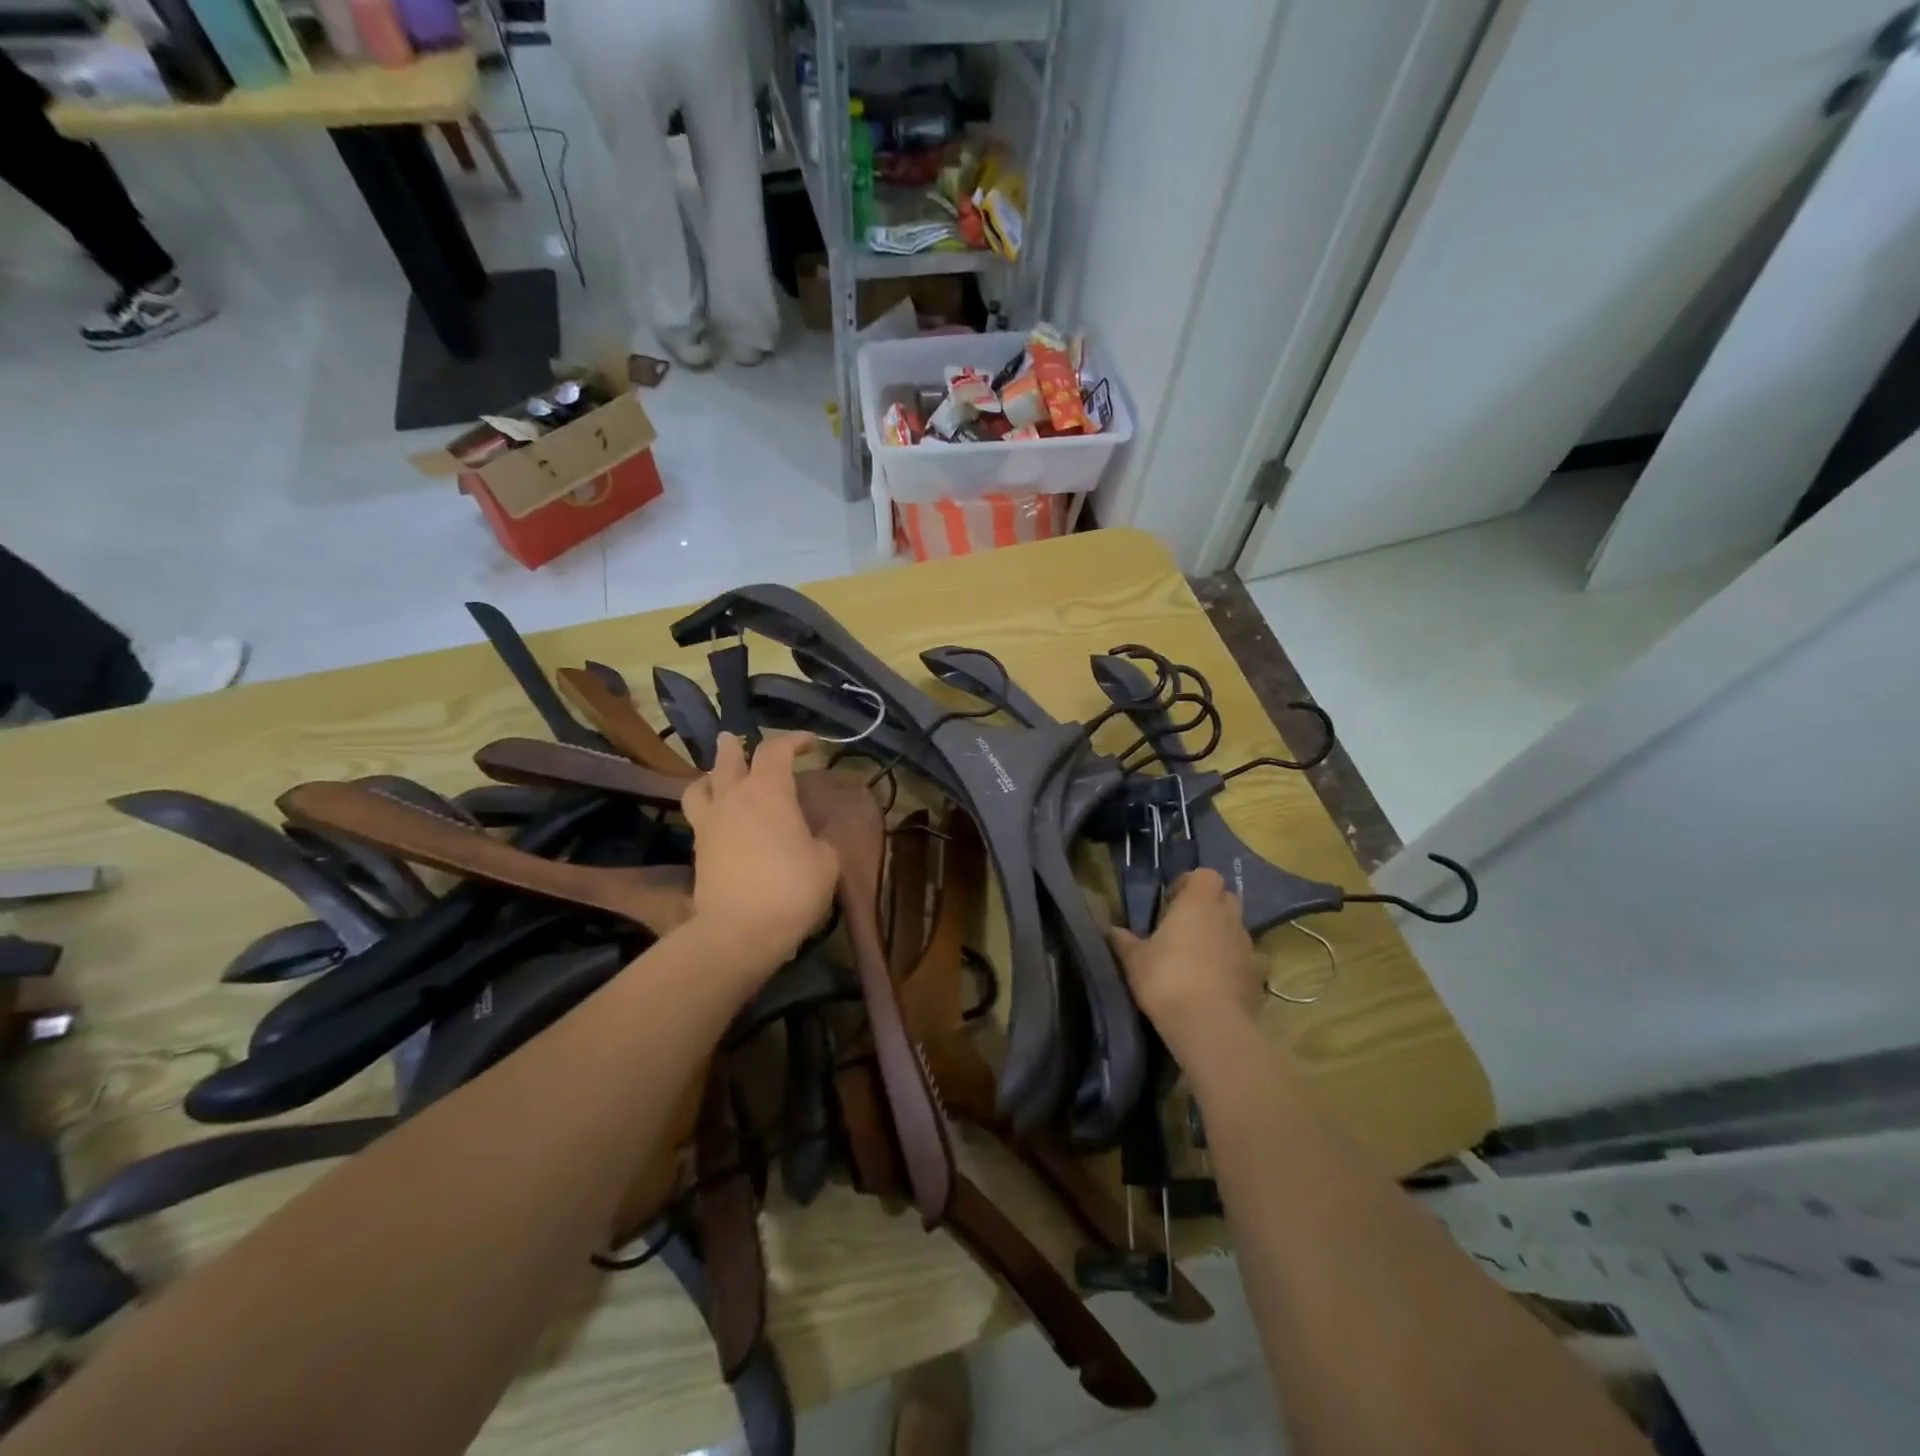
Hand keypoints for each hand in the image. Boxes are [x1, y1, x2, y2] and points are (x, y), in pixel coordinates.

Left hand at [680, 732, 838, 973]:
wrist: (738, 931)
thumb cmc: (790, 889)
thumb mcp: (826, 862)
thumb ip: (825, 839)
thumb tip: (824, 829)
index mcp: (769, 792)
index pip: (776, 750)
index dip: (794, 740)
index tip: (811, 744)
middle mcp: (734, 797)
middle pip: (728, 758)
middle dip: (736, 746)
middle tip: (741, 741)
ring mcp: (710, 822)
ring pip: (701, 784)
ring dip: (712, 775)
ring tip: (720, 779)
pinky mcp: (698, 849)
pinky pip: (698, 815)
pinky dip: (707, 807)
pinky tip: (719, 818)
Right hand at [1108, 869, 1261, 1052]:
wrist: (1209, 1024)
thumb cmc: (1166, 979)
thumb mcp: (1135, 960)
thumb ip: (1124, 941)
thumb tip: (1111, 929)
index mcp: (1198, 903)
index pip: (1205, 875)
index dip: (1190, 884)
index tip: (1172, 901)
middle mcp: (1228, 918)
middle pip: (1227, 898)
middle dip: (1210, 907)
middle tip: (1186, 927)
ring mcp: (1248, 946)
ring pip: (1238, 930)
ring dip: (1223, 937)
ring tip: (1202, 959)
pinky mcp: (1259, 977)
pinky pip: (1250, 962)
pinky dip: (1237, 966)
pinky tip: (1221, 984)